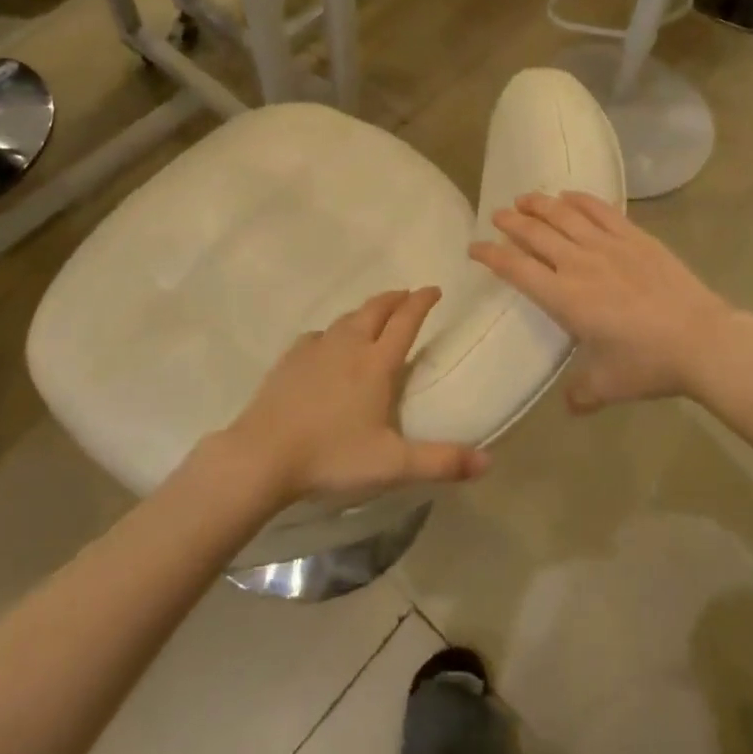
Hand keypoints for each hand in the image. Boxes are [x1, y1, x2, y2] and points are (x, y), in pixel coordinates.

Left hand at [220, 288, 489, 508]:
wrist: (263, 454)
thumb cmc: (331, 456)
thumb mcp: (392, 465)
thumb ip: (441, 461)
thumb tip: (489, 462)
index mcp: (376, 364)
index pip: (406, 322)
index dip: (422, 302)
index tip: (434, 289)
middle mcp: (348, 346)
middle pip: (376, 310)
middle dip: (395, 299)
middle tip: (408, 295)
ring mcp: (316, 349)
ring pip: (347, 318)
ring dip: (366, 311)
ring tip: (375, 313)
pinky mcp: (290, 359)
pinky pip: (318, 335)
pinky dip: (333, 332)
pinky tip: (328, 342)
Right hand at [470, 192, 740, 413]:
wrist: (702, 340)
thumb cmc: (648, 364)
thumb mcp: (608, 386)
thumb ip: (581, 393)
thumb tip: (569, 405)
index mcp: (564, 298)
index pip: (516, 269)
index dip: (491, 255)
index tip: (474, 247)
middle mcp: (579, 264)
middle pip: (535, 234)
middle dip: (511, 223)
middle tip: (497, 215)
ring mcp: (608, 246)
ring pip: (564, 216)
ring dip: (540, 204)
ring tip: (524, 198)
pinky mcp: (635, 238)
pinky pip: (601, 211)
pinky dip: (580, 200)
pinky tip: (568, 195)